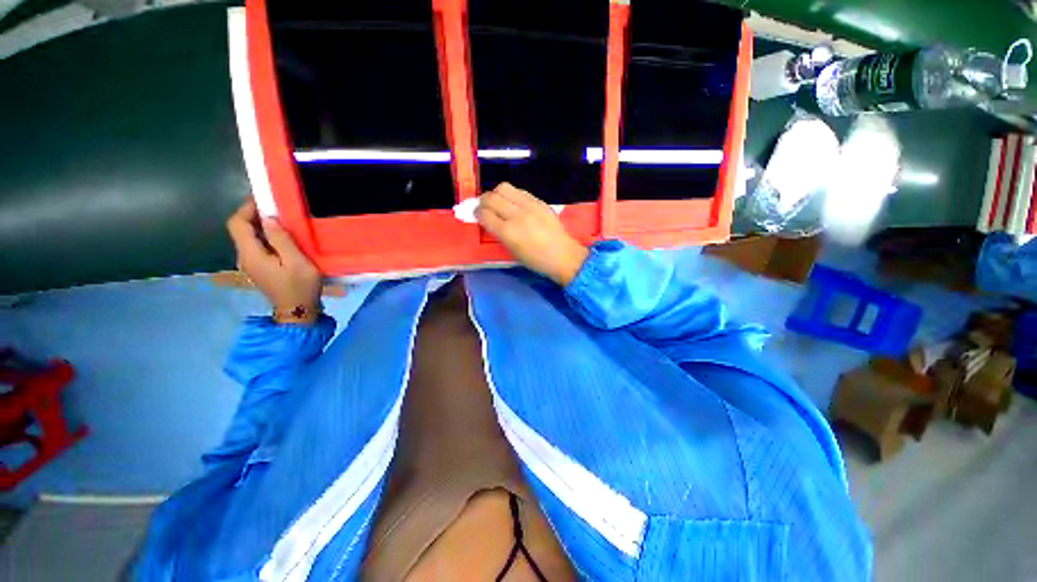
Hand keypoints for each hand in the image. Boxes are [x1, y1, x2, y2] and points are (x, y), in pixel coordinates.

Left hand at [226, 200, 321, 323]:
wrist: (298, 311)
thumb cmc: (300, 286)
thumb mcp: (297, 262)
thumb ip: (281, 240)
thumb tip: (268, 218)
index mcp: (251, 254)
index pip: (237, 224)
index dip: (246, 209)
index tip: (264, 200)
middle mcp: (244, 257)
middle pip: (240, 230)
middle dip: (254, 216)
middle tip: (277, 209)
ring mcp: (250, 264)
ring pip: (248, 238)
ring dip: (261, 227)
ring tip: (282, 221)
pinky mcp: (258, 268)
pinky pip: (256, 247)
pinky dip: (265, 237)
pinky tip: (282, 239)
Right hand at [475, 183, 588, 285]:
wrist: (563, 255)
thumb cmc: (535, 260)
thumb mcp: (512, 251)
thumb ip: (498, 233)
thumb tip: (488, 220)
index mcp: (508, 232)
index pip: (484, 214)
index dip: (477, 213)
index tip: (477, 215)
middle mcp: (517, 215)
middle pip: (491, 197)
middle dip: (483, 201)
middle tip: (485, 207)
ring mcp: (529, 206)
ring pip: (504, 188)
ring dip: (496, 194)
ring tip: (499, 203)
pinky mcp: (539, 201)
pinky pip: (519, 191)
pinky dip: (512, 195)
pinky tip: (514, 204)